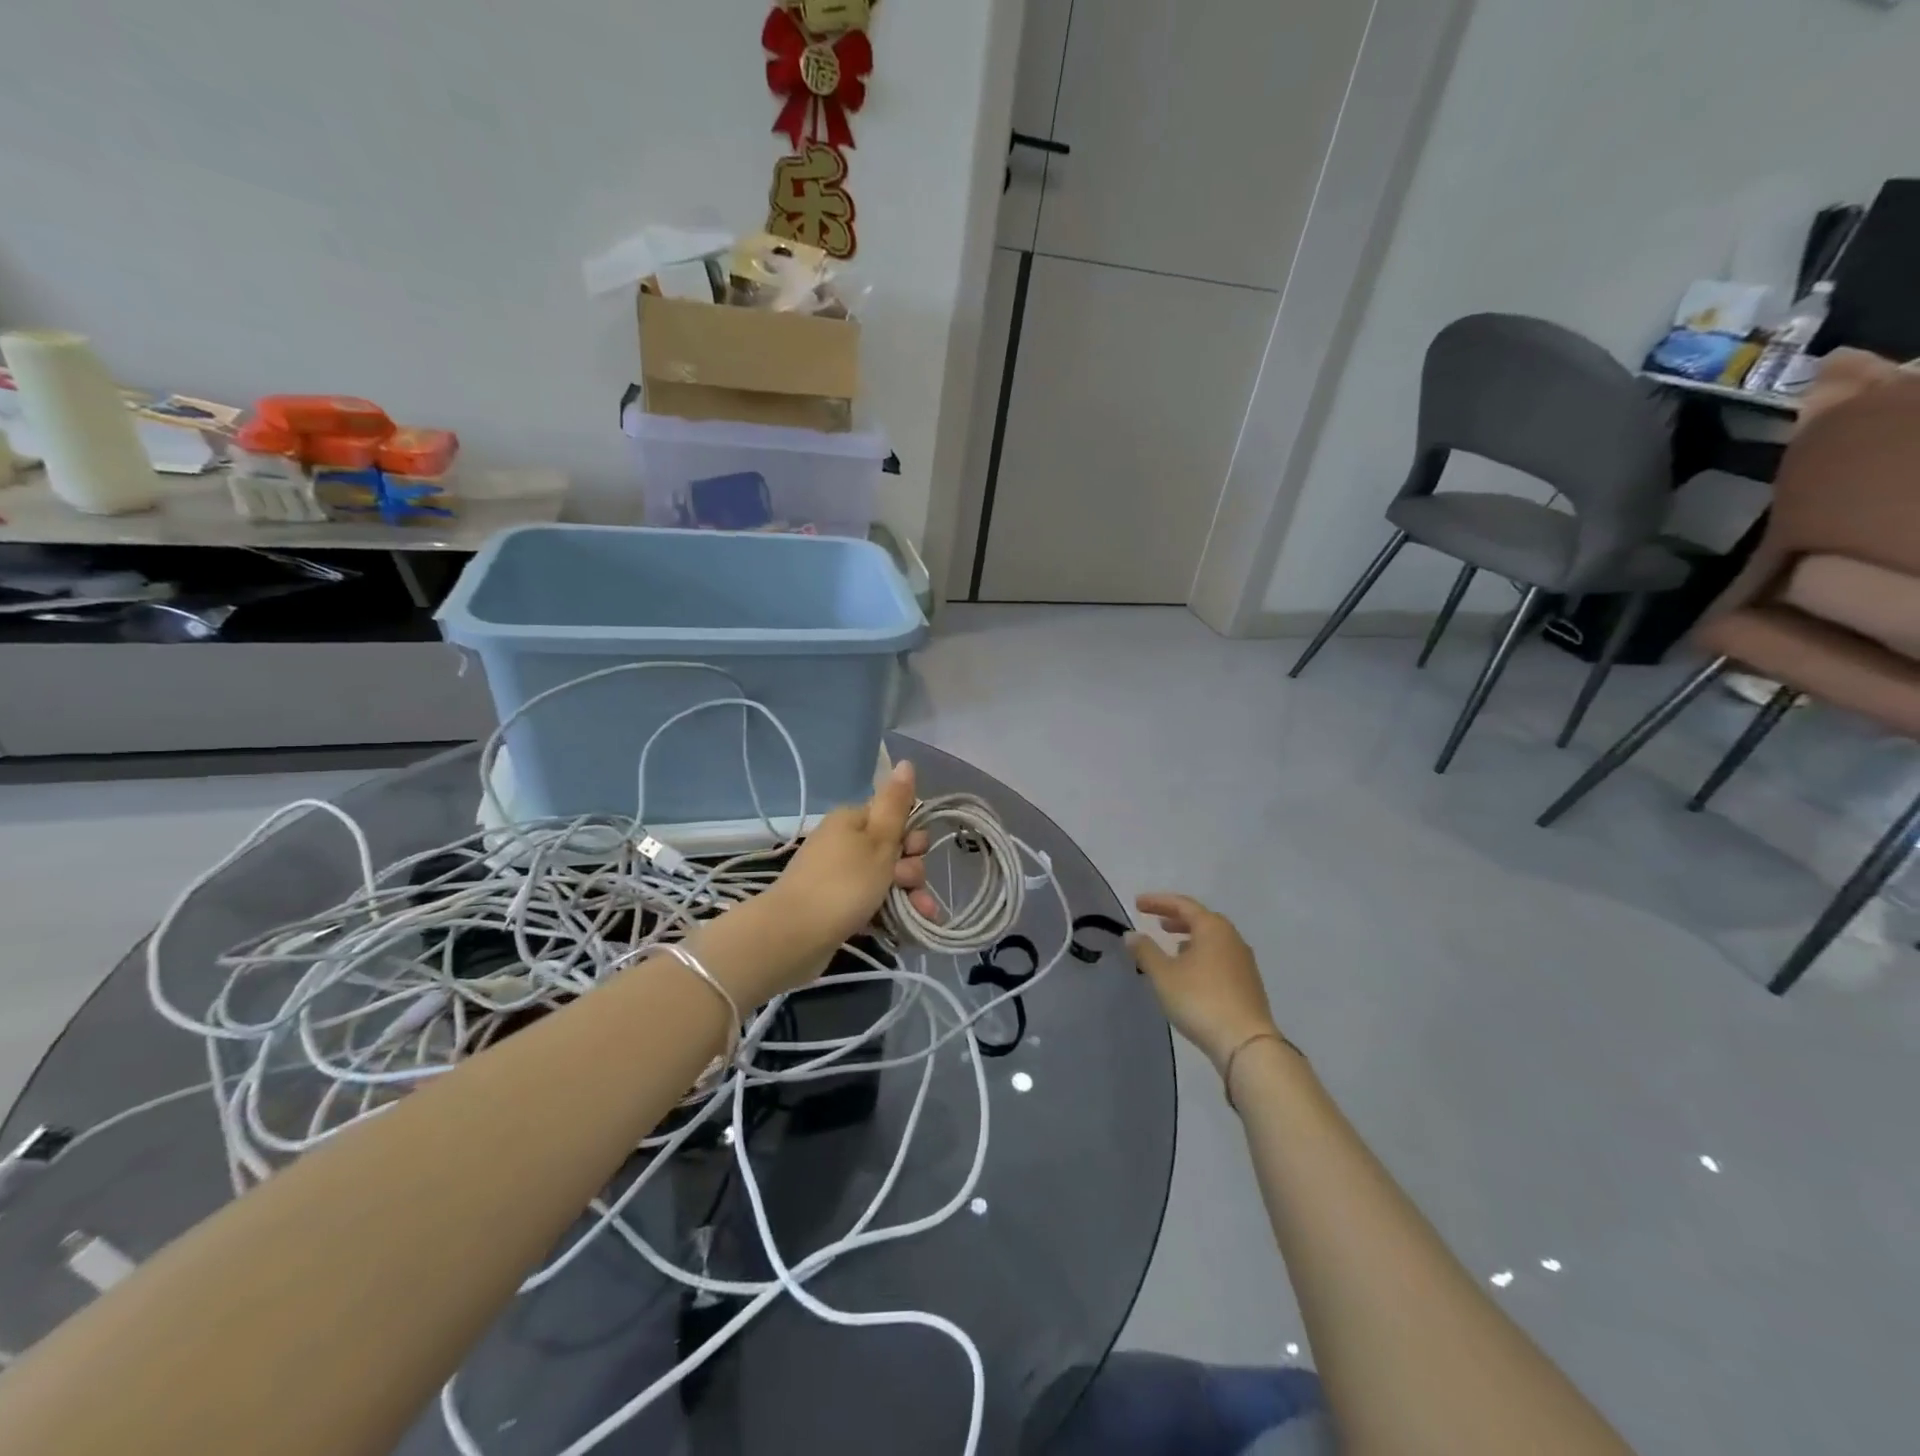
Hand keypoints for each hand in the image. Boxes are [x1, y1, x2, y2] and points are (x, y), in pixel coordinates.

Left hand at [771, 759, 938, 954]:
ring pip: (886, 880)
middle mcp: (844, 843)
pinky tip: (907, 928)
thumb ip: (896, 804)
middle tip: (906, 885)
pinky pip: (872, 903)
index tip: (913, 853)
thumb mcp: (879, 840)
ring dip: (908, 895)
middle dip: (911, 870)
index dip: (912, 837)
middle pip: (893, 850)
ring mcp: (839, 876)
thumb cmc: (843, 883)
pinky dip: (890, 912)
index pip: (895, 818)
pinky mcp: (836, 906)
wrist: (793, 935)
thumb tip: (906, 762)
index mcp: (852, 820)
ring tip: (919, 915)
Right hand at [1127, 894, 1279, 1071]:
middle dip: (1177, 918)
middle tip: (1157, 921)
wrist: (1246, 1043)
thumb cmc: (1200, 1000)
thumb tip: (1131, 934)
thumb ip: (1145, 951)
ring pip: (1213, 940)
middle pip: (1201, 919)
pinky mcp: (1248, 983)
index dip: (1157, 902)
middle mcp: (1232, 938)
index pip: (1182, 904)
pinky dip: (1202, 955)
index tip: (1137, 904)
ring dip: (1191, 938)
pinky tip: (1192, 972)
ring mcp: (1244, 961)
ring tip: (1173, 946)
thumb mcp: (1163, 974)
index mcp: (1213, 928)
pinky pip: (1220, 957)